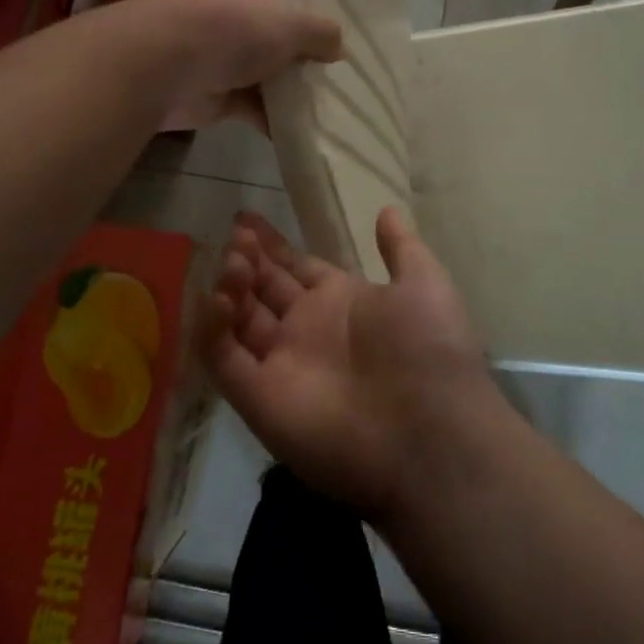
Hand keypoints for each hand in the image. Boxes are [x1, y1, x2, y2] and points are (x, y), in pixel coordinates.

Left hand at [131, 0, 342, 131]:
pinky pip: (259, 104)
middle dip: (314, 33)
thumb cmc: (229, 26)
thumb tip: (338, 46)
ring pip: (273, 64)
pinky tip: (313, 128)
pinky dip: (279, 117)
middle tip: (356, 46)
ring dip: (298, 81)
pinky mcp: (221, 90)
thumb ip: (322, 31)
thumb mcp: (290, 21)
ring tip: (342, 92)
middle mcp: (239, 6)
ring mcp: (228, 49)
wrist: (161, 68)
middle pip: (284, 16)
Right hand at [201, 208, 502, 526]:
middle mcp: (307, 331)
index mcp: (341, 303)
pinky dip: (212, 329)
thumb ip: (402, 248)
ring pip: (239, 320)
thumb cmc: (430, 350)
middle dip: (247, 260)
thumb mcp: (425, 285)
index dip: (272, 246)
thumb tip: (386, 209)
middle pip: (264, 289)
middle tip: (234, 234)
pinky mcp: (259, 398)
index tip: (246, 219)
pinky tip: (218, 297)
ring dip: (230, 287)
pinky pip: (224, 359)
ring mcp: (280, 365)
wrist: (431, 434)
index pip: (296, 268)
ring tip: (232, 259)